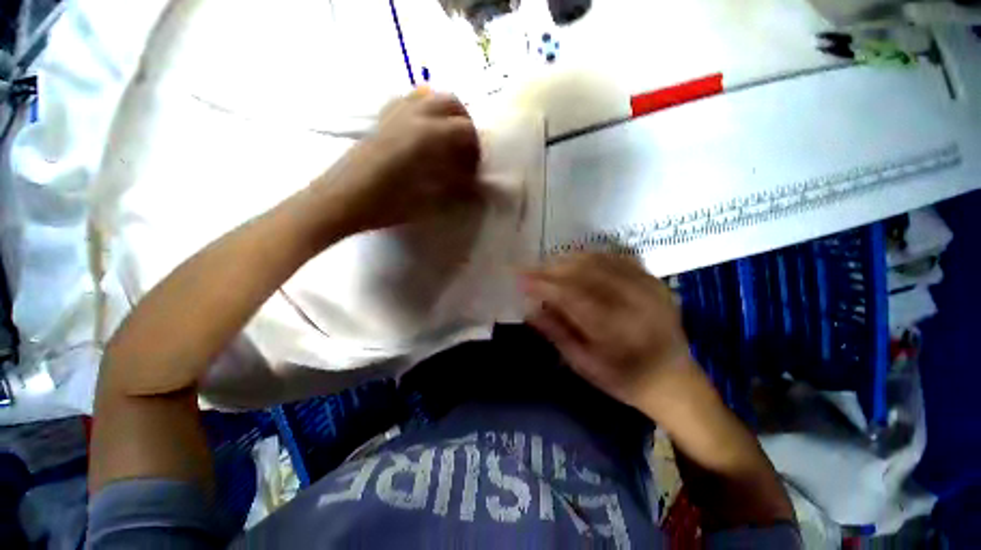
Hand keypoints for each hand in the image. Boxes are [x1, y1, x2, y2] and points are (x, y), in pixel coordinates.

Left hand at [324, 91, 480, 231]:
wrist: (339, 200)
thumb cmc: (384, 205)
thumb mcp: (427, 201)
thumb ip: (453, 187)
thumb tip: (472, 182)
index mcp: (425, 136)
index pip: (465, 129)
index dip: (475, 149)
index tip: (474, 169)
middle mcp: (412, 115)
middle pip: (450, 102)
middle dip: (465, 124)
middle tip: (466, 151)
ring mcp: (394, 113)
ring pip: (429, 95)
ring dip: (445, 113)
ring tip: (447, 139)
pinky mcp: (381, 119)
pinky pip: (407, 101)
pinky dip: (424, 110)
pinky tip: (423, 133)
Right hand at [523, 253, 700, 417]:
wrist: (674, 380)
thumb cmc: (625, 379)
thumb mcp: (586, 366)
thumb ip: (557, 334)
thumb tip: (530, 310)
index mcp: (615, 328)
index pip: (570, 294)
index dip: (542, 284)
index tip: (520, 278)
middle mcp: (632, 300)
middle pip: (583, 272)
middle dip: (552, 268)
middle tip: (531, 270)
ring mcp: (646, 286)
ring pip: (599, 260)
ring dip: (569, 259)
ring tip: (548, 265)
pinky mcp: (653, 281)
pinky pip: (617, 258)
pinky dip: (593, 256)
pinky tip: (577, 260)